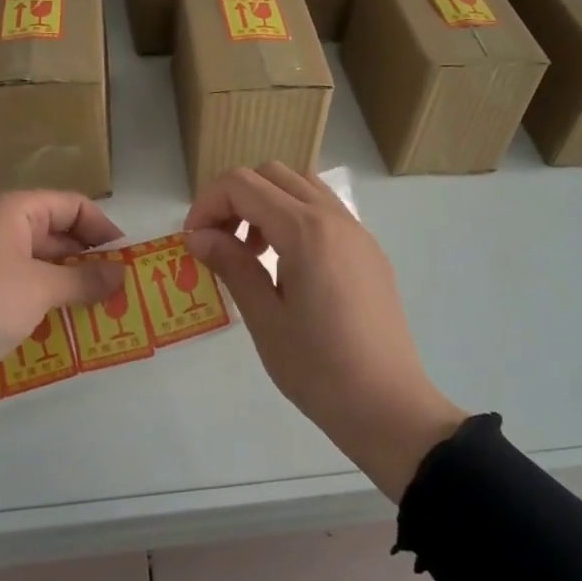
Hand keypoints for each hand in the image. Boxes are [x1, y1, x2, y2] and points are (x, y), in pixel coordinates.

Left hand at [0, 192, 122, 453]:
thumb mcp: (39, 289)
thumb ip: (85, 280)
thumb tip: (121, 274)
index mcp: (10, 209)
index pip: (70, 205)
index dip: (103, 228)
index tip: (127, 260)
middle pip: (53, 231)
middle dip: (87, 259)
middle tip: (118, 290)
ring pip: (35, 262)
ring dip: (66, 283)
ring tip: (97, 310)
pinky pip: (16, 285)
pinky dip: (41, 299)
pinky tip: (59, 324)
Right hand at [184, 165, 466, 500]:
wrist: (388, 406)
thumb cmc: (319, 369)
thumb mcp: (265, 319)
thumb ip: (232, 265)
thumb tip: (199, 235)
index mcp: (306, 231)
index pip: (243, 185)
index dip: (207, 204)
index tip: (193, 241)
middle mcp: (334, 218)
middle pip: (272, 174)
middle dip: (235, 198)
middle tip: (219, 242)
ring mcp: (358, 232)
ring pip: (302, 187)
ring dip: (267, 203)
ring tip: (253, 252)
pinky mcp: (369, 251)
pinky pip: (325, 211)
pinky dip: (295, 217)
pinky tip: (287, 266)